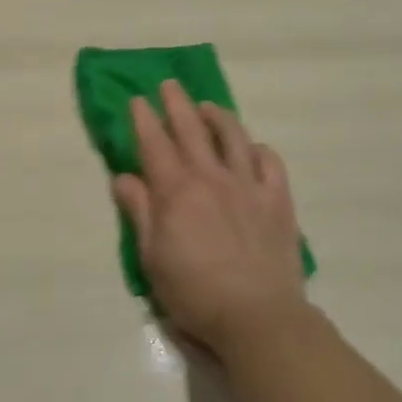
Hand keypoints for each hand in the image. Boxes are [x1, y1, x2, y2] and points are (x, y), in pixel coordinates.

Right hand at [112, 80, 311, 357]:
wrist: (257, 317)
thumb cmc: (194, 292)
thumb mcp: (151, 257)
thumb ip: (139, 212)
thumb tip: (123, 177)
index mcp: (176, 191)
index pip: (154, 144)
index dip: (144, 119)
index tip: (138, 99)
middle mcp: (211, 177)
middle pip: (191, 129)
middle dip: (177, 104)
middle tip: (169, 84)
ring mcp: (248, 186)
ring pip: (233, 136)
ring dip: (218, 116)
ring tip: (208, 107)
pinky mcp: (278, 201)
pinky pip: (270, 162)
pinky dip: (258, 149)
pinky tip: (252, 147)